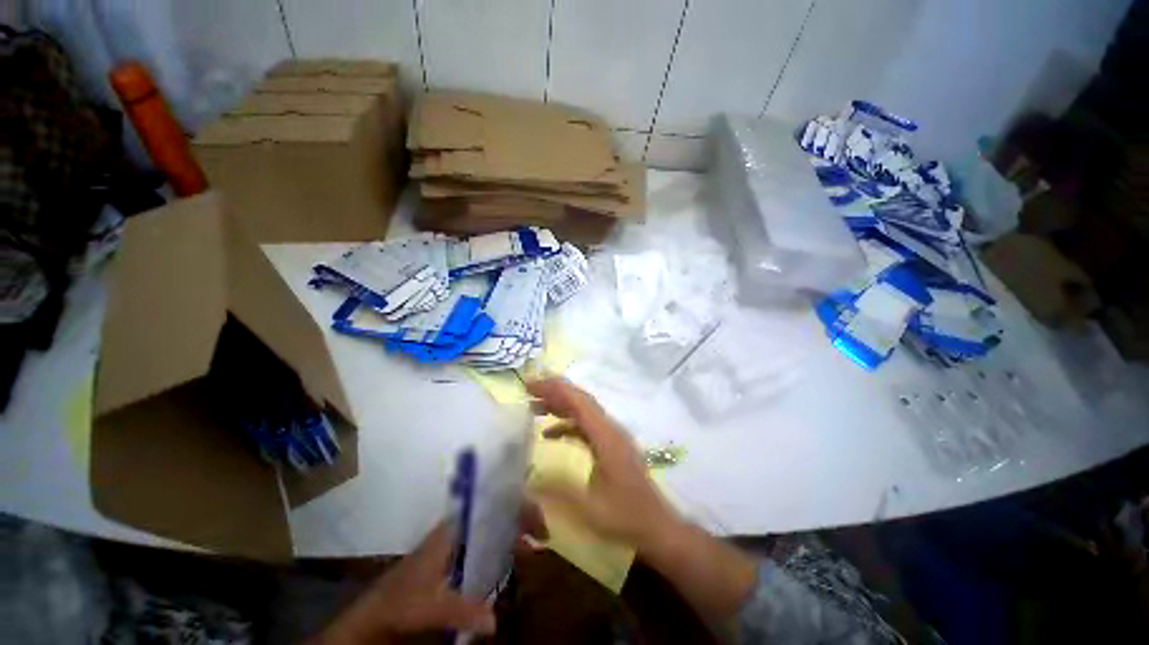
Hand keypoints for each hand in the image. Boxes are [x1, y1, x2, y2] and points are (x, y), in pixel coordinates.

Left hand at [315, 505, 546, 643]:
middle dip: (521, 516)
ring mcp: (457, 541)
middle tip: (542, 534)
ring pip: (493, 524)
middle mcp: (458, 529)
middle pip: (496, 510)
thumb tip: (496, 621)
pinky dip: (503, 544)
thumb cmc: (402, 602)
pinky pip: (486, 541)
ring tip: (533, 544)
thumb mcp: (430, 608)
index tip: (538, 524)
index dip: (517, 507)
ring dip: (514, 530)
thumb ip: (462, 610)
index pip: (492, 504)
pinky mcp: (456, 556)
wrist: (375, 614)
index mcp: (454, 529)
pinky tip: (513, 557)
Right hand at [527, 378, 681, 554]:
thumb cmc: (625, 517)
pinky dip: (567, 424)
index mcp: (606, 436)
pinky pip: (586, 426)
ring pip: (583, 411)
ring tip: (533, 406)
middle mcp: (610, 429)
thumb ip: (558, 490)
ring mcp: (611, 436)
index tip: (530, 384)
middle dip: (554, 391)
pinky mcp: (610, 446)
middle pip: (581, 400)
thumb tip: (527, 477)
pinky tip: (549, 433)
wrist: (657, 526)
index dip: (554, 388)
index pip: (578, 402)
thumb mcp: (588, 508)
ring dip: (560, 405)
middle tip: (528, 389)